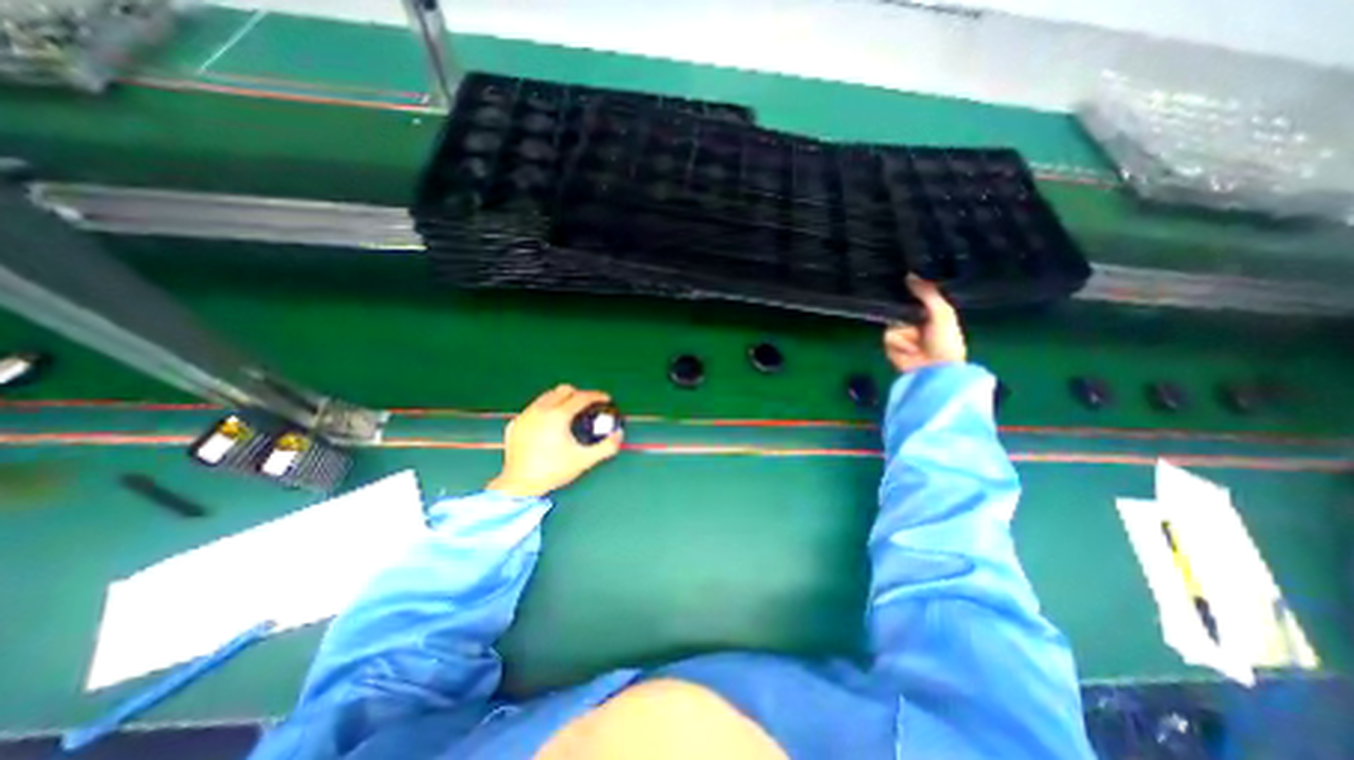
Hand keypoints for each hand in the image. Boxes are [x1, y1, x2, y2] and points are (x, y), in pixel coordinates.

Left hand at [488, 385, 621, 499]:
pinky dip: (545, 411)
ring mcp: (525, 415)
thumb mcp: (585, 460)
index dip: (597, 396)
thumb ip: (606, 447)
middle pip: (563, 390)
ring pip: (546, 396)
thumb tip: (619, 434)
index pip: (581, 397)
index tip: (606, 399)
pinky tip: (549, 425)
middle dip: (579, 394)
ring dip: (561, 400)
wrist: (519, 485)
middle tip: (588, 406)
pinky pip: (534, 409)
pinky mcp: (515, 424)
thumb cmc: (553, 471)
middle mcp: (540, 410)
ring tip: (569, 413)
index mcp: (558, 415)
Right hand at [884, 278, 966, 372]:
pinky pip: (888, 338)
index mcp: (929, 313)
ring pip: (892, 324)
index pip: (913, 297)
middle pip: (897, 309)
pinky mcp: (892, 347)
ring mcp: (902, 336)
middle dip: (899, 310)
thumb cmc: (946, 341)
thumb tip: (909, 274)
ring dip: (905, 334)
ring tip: (918, 343)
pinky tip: (910, 351)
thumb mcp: (942, 312)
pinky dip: (899, 344)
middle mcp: (914, 323)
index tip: (900, 279)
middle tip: (907, 313)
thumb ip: (927, 293)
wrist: (936, 369)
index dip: (908, 290)